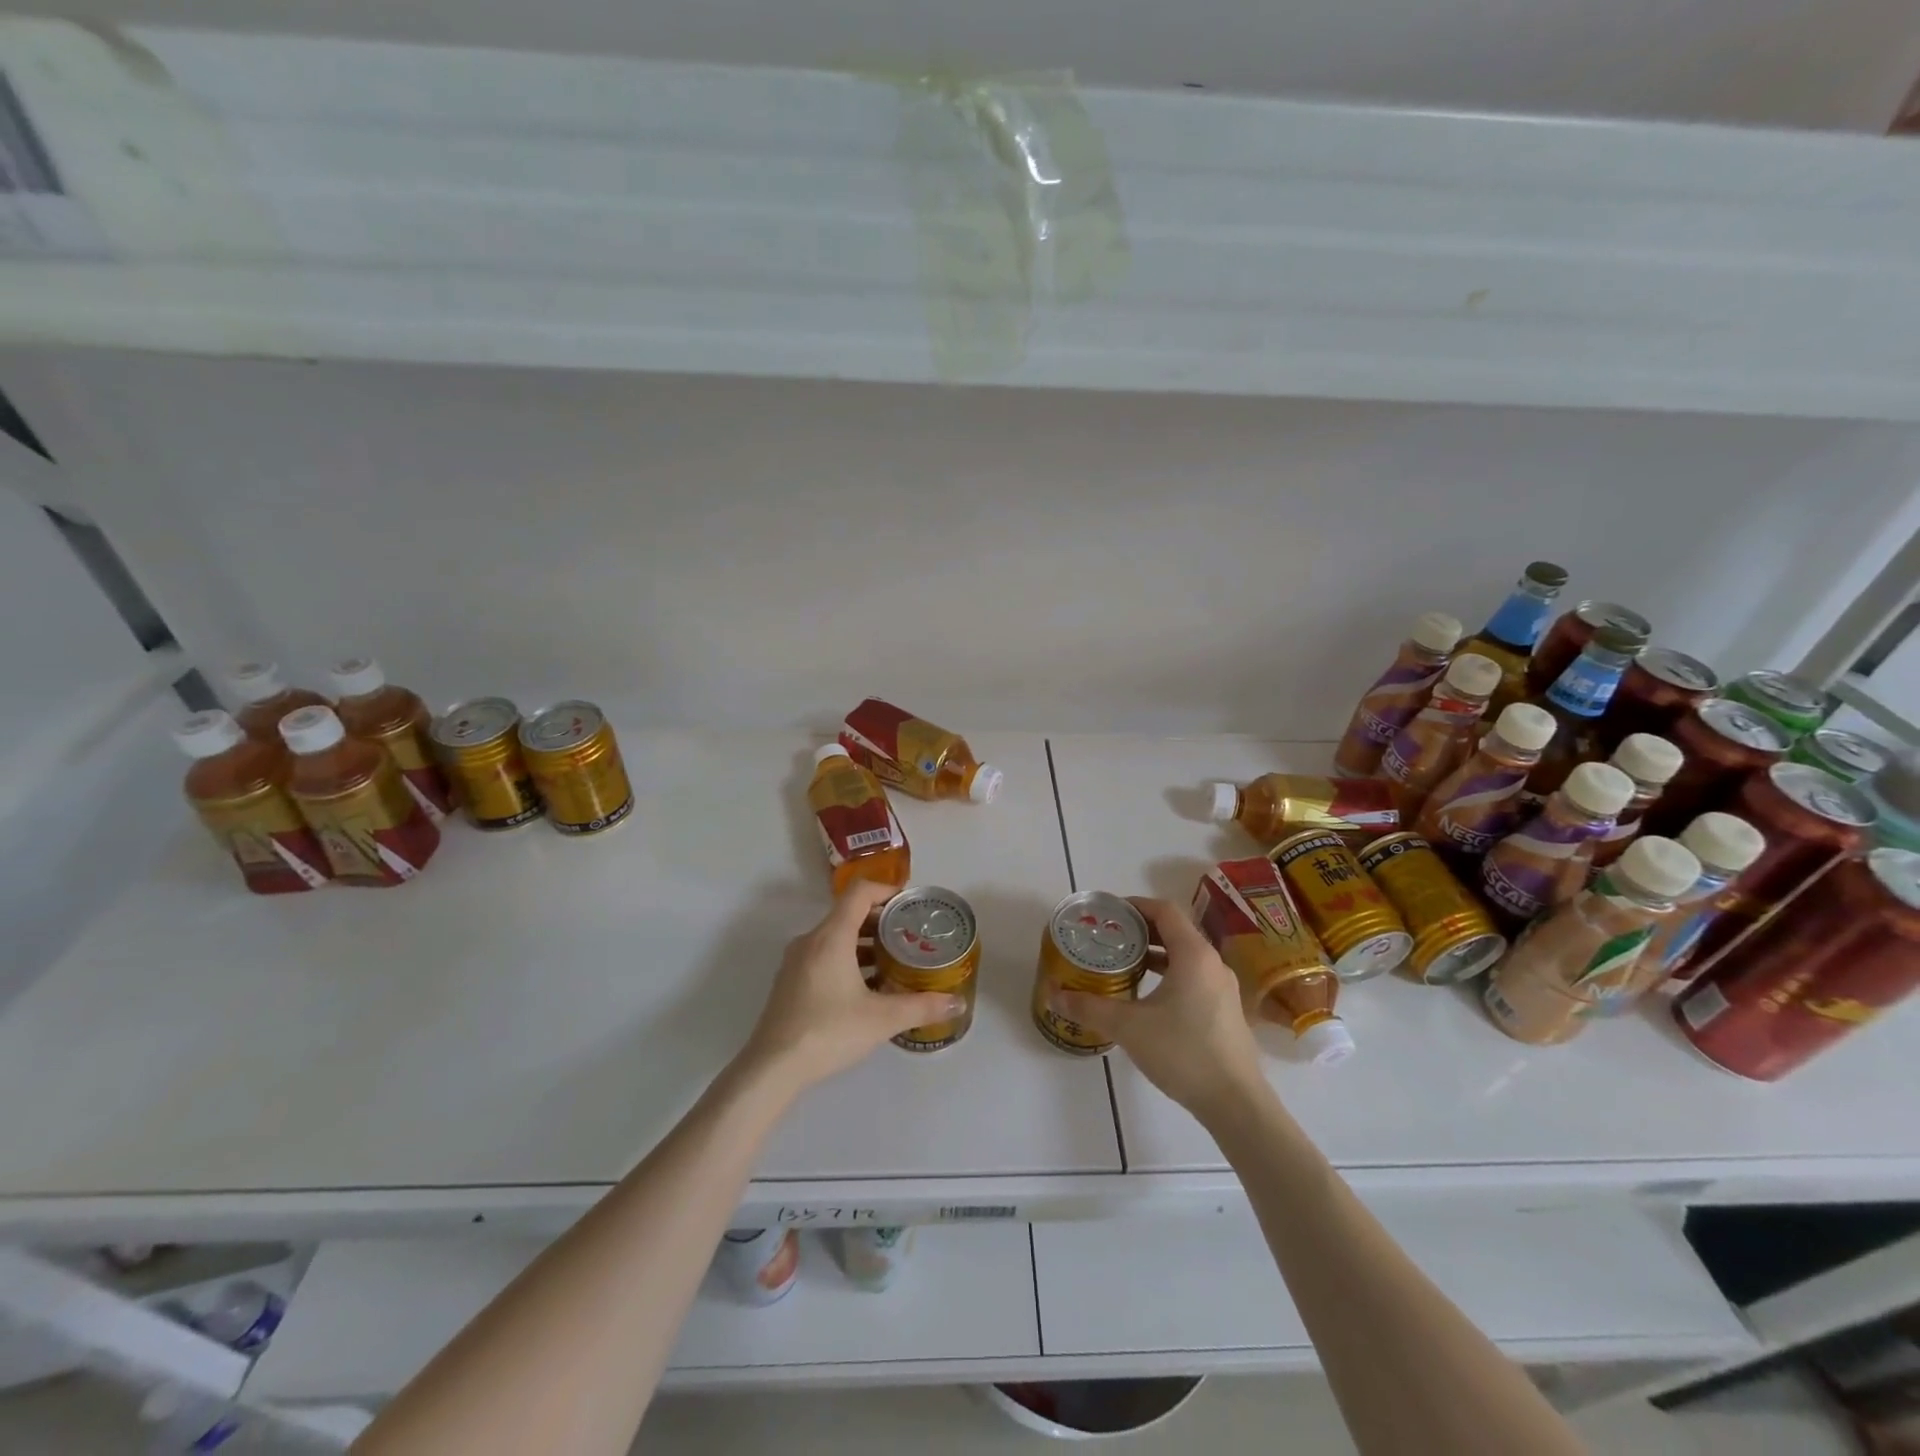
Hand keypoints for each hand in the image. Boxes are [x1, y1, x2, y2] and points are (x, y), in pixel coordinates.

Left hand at [741, 880, 966, 1091]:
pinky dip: (848, 959)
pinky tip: (867, 987)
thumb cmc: (828, 1032)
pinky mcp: (790, 982)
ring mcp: (796, 961)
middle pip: (848, 913)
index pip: (859, 893)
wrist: (772, 1068)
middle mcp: (811, 940)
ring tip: (894, 961)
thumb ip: (921, 1007)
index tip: (910, 903)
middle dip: (881, 920)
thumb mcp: (881, 1019)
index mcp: (831, 936)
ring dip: (865, 942)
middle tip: (911, 935)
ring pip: (835, 937)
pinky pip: (824, 955)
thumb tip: (956, 1003)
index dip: (886, 890)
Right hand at [1053, 896, 1267, 1125]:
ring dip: (1155, 954)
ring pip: (1185, 955)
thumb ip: (1089, 1007)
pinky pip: (1193, 976)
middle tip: (1108, 938)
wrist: (1236, 1104)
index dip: (1135, 905)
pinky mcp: (1225, 1010)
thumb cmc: (1183, 1053)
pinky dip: (1169, 974)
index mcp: (1194, 954)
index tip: (1107, 914)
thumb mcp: (1128, 1027)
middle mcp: (1212, 963)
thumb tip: (1054, 995)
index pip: (1164, 910)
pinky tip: (1147, 996)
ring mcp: (1222, 988)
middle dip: (1140, 930)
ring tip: (1123, 964)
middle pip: (1175, 930)